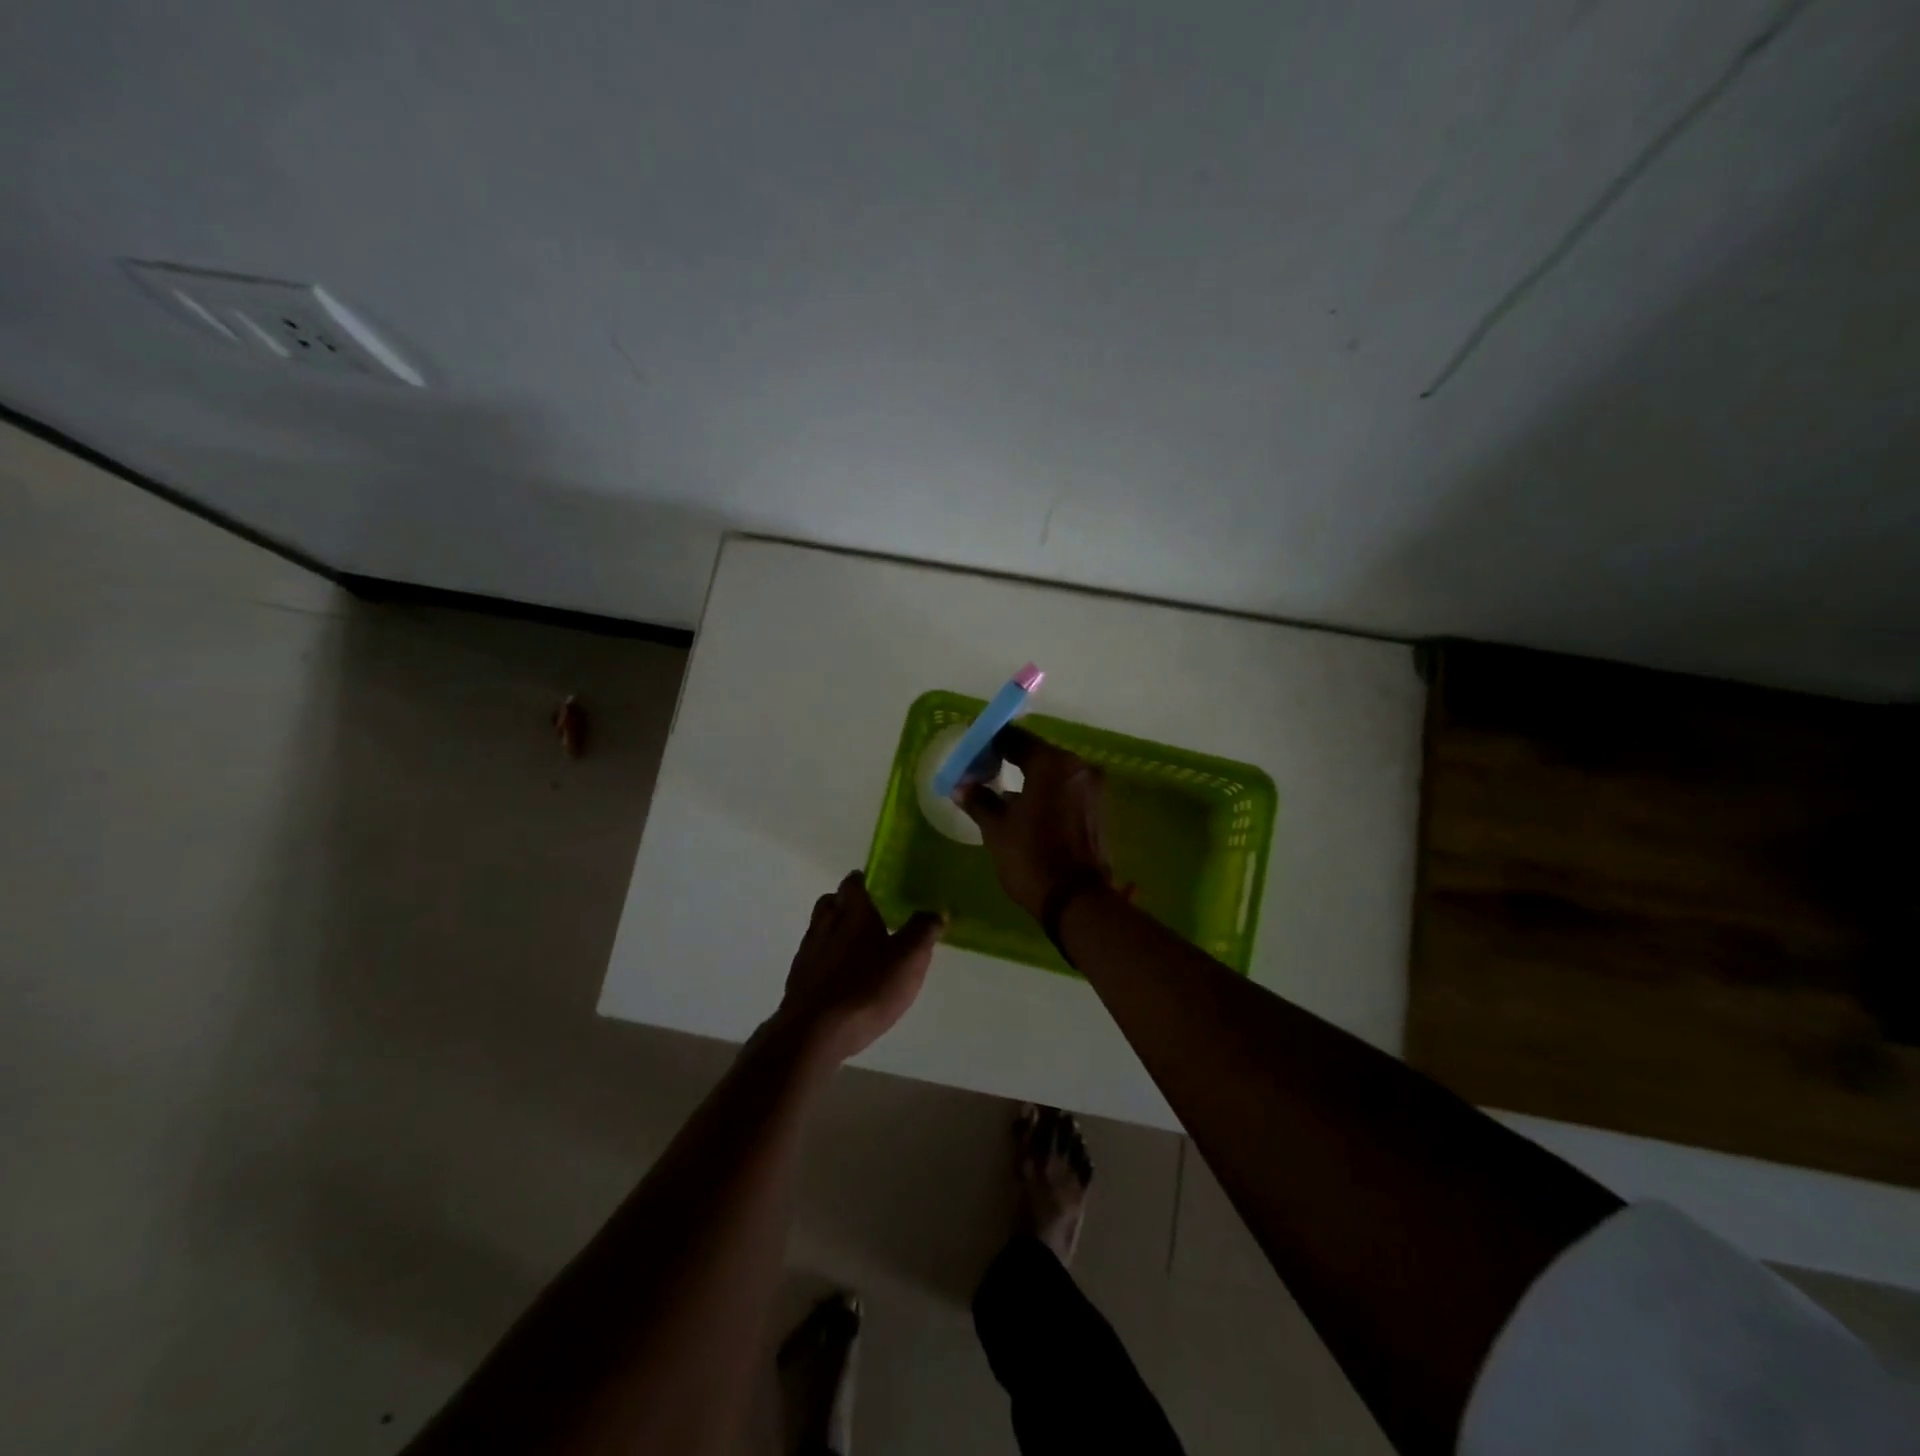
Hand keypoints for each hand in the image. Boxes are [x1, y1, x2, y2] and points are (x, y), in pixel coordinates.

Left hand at [776, 871, 942, 1063]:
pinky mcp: (797, 979)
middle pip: (831, 902)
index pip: (853, 883)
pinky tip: (841, 980)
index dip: (863, 882)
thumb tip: (937, 910)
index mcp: (852, 911)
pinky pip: (813, 959)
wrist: (814, 1032)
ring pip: (820, 930)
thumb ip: (923, 931)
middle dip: (846, 905)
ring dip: (835, 933)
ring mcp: (807, 952)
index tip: (877, 888)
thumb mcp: (909, 959)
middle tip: (868, 917)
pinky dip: (826, 961)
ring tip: (857, 951)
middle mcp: (825, 923)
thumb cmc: (867, 987)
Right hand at [956, 726, 1109, 920]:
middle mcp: (1078, 767)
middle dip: (1010, 758)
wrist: (1076, 900)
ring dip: (1029, 776)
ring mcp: (1092, 787)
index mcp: (1052, 763)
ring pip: (1053, 771)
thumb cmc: (1031, 858)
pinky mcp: (1098, 807)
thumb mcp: (997, 829)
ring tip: (1001, 790)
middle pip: (1037, 753)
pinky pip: (1066, 788)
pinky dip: (1046, 791)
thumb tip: (961, 785)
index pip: (1015, 739)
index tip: (972, 752)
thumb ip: (979, 800)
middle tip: (983, 770)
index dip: (990, 743)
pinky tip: (1026, 805)